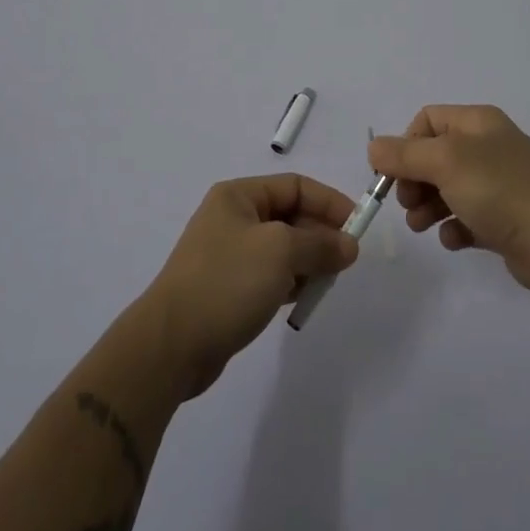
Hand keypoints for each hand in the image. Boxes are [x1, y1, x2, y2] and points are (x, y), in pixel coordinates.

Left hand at [139, 174, 359, 398]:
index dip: (329, 202)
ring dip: (308, 261)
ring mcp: (228, 254)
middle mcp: (232, 218)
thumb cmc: (227, 282)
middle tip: (346, 261)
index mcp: (239, 196)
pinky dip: (290, 282)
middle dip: (320, 235)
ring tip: (327, 282)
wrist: (171, 344)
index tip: (358, 226)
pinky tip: (302, 298)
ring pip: (282, 248)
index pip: (295, 186)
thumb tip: (349, 245)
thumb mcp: (281, 252)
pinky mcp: (228, 287)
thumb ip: (320, 244)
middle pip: (290, 216)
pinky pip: (270, 274)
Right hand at [369, 105, 529, 297]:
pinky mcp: (505, 219)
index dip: (405, 144)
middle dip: (413, 180)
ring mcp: (498, 184)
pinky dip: (454, 227)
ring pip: (448, 189)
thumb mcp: (444, 163)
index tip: (392, 174)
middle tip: (407, 204)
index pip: (427, 120)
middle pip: (434, 156)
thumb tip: (374, 148)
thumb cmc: (498, 189)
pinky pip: (467, 218)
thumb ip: (404, 154)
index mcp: (477, 122)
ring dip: (427, 206)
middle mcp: (488, 147)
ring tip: (421, 226)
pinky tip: (454, 240)